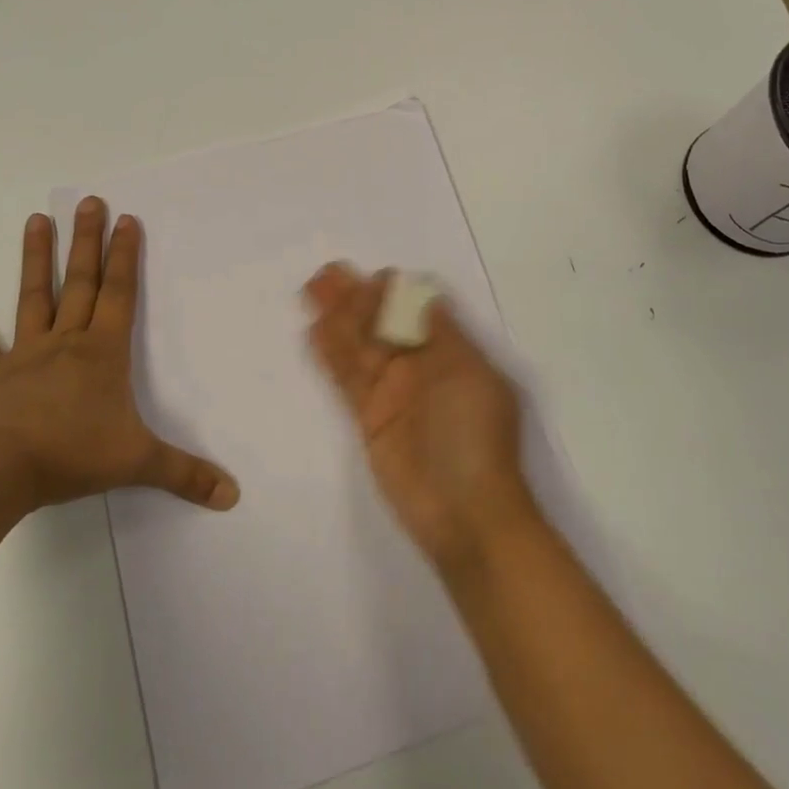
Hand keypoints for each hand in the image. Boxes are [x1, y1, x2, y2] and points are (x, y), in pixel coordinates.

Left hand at [0, 197, 240, 513]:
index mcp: (102, 352)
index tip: (126, 220)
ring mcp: (24, 354)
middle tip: (88, 201)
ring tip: (36, 220)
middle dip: (86, 241)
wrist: (0, 472)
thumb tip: (233, 495)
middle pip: (79, 282)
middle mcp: (65, 341)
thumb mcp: (139, 463)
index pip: (118, 293)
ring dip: (34, 258)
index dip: (125, 256)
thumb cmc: (73, 455)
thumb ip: (186, 474)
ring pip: (31, 297)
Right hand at [303, 263, 539, 570]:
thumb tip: (425, 292)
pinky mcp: (369, 419)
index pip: (418, 311)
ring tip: (313, 290)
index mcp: (452, 354)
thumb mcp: (469, 376)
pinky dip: (331, 356)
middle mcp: (421, 368)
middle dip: (357, 299)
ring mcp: (393, 393)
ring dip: (338, 319)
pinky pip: (346, 379)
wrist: (466, 515)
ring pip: (360, 347)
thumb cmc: (476, 439)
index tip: (373, 278)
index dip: (394, 293)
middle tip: (327, 274)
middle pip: (383, 324)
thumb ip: (443, 334)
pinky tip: (314, 332)